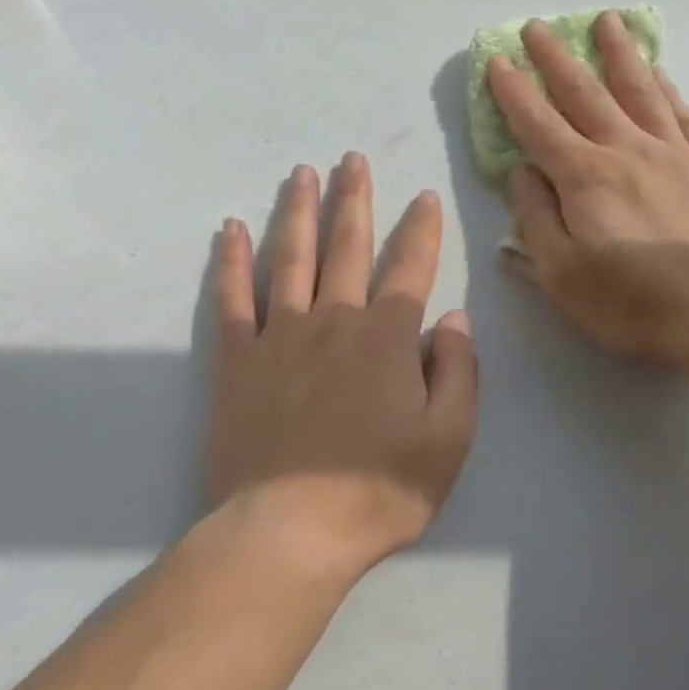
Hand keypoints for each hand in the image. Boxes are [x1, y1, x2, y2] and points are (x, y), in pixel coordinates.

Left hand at [207, 155, 478, 575]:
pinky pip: (232, 299)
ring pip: (290, 258)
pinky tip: (229, 229)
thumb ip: (459, 372)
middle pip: (346, 247)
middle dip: (354, 199)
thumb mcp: (449, 439)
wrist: (292, 530)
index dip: (421, 230)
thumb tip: (454, 319)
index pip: (410, 268)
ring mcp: (279, 337)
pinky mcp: (237, 361)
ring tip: (302, 173)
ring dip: (297, 212)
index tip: (424, 195)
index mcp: (387, 339)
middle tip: (352, 159)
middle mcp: (333, 322)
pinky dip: (231, 261)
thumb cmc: (379, 488)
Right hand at [488, 11, 688, 367]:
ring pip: (640, 90)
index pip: (538, 124)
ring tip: (607, 21)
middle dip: (557, 58)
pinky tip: (660, 73)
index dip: (513, 92)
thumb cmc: (631, 301)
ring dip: (619, 54)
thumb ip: (536, 219)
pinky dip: (667, 89)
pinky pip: (683, 115)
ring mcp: (674, 154)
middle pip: (586, 93)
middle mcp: (626, 151)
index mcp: (584, 178)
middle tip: (538, 26)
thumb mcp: (561, 274)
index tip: (497, 60)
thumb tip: (521, 172)